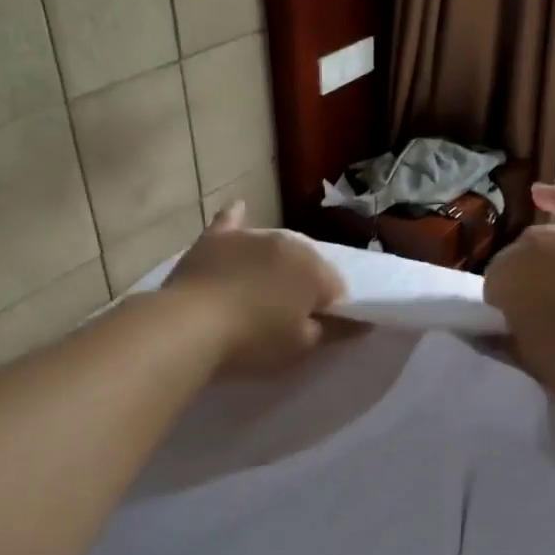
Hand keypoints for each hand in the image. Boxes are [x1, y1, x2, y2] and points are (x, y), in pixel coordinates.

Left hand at [164, 202, 346, 372]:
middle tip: (284, 318)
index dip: (328, 312)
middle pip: (306, 265)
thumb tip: (364, 323)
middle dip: (302, 286)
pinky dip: (237, 220)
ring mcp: (249, 236)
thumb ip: (336, 331)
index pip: (336, 289)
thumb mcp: (302, 345)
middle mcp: (287, 242)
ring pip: (274, 248)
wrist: (190, 326)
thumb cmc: (254, 340)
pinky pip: (231, 222)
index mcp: (315, 268)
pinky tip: (240, 209)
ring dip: (275, 264)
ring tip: (261, 292)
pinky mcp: (215, 239)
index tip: (313, 330)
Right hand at [484, 184, 554, 389]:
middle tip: (551, 313)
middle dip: (527, 283)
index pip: (494, 291)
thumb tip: (493, 335)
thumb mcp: (531, 363)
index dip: (509, 310)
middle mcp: (527, 244)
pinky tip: (540, 193)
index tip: (526, 328)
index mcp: (502, 278)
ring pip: (543, 241)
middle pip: (518, 263)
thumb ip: (506, 344)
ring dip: (545, 258)